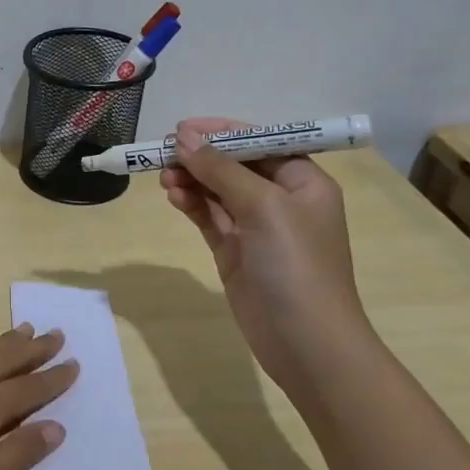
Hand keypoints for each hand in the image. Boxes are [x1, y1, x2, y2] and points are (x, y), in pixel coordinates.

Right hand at [160, 118, 378, 396]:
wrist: (306, 342)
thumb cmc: (295, 264)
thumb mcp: (263, 206)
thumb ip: (221, 169)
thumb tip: (184, 136)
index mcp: (303, 181)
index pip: (260, 142)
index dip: (222, 131)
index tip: (182, 128)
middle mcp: (281, 200)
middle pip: (235, 165)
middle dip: (201, 156)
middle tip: (163, 153)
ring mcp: (256, 228)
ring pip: (217, 191)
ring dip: (192, 180)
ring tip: (163, 177)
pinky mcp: (235, 251)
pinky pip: (209, 217)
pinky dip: (191, 204)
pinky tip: (173, 196)